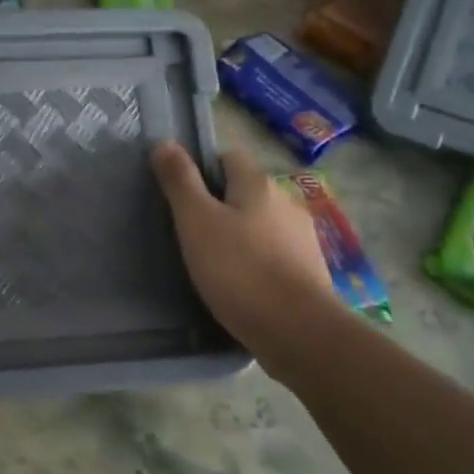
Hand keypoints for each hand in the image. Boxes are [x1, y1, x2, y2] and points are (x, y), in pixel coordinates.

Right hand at [151, 142, 338, 345]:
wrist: (297, 330)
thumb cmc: (238, 269)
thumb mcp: (196, 221)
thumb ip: (180, 181)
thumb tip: (164, 142)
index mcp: (258, 183)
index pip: (228, 157)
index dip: (202, 169)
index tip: (181, 197)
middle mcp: (286, 201)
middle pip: (245, 191)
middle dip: (220, 204)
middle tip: (190, 232)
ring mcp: (303, 237)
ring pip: (261, 223)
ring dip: (240, 233)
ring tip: (213, 261)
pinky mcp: (310, 269)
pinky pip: (274, 252)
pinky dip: (256, 260)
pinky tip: (241, 283)